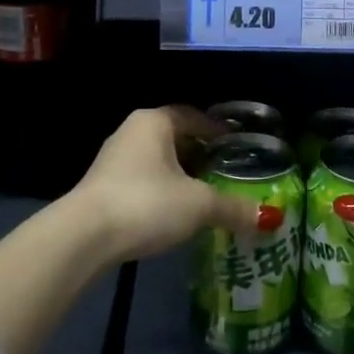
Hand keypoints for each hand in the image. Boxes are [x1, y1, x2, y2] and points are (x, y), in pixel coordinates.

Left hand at [69, 107, 261, 263]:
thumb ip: (234, 209)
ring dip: (179, 175)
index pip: (192, 115)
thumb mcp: (199, 205)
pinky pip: (141, 180)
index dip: (216, 129)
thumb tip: (270, 220)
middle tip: (224, 172)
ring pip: (156, 160)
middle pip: (174, 137)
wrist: (83, 237)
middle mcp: (131, 132)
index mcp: (154, 122)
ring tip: (203, 195)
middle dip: (199, 154)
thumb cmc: (147, 203)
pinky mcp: (101, 187)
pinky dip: (161, 191)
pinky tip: (173, 213)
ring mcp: (112, 160)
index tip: (235, 144)